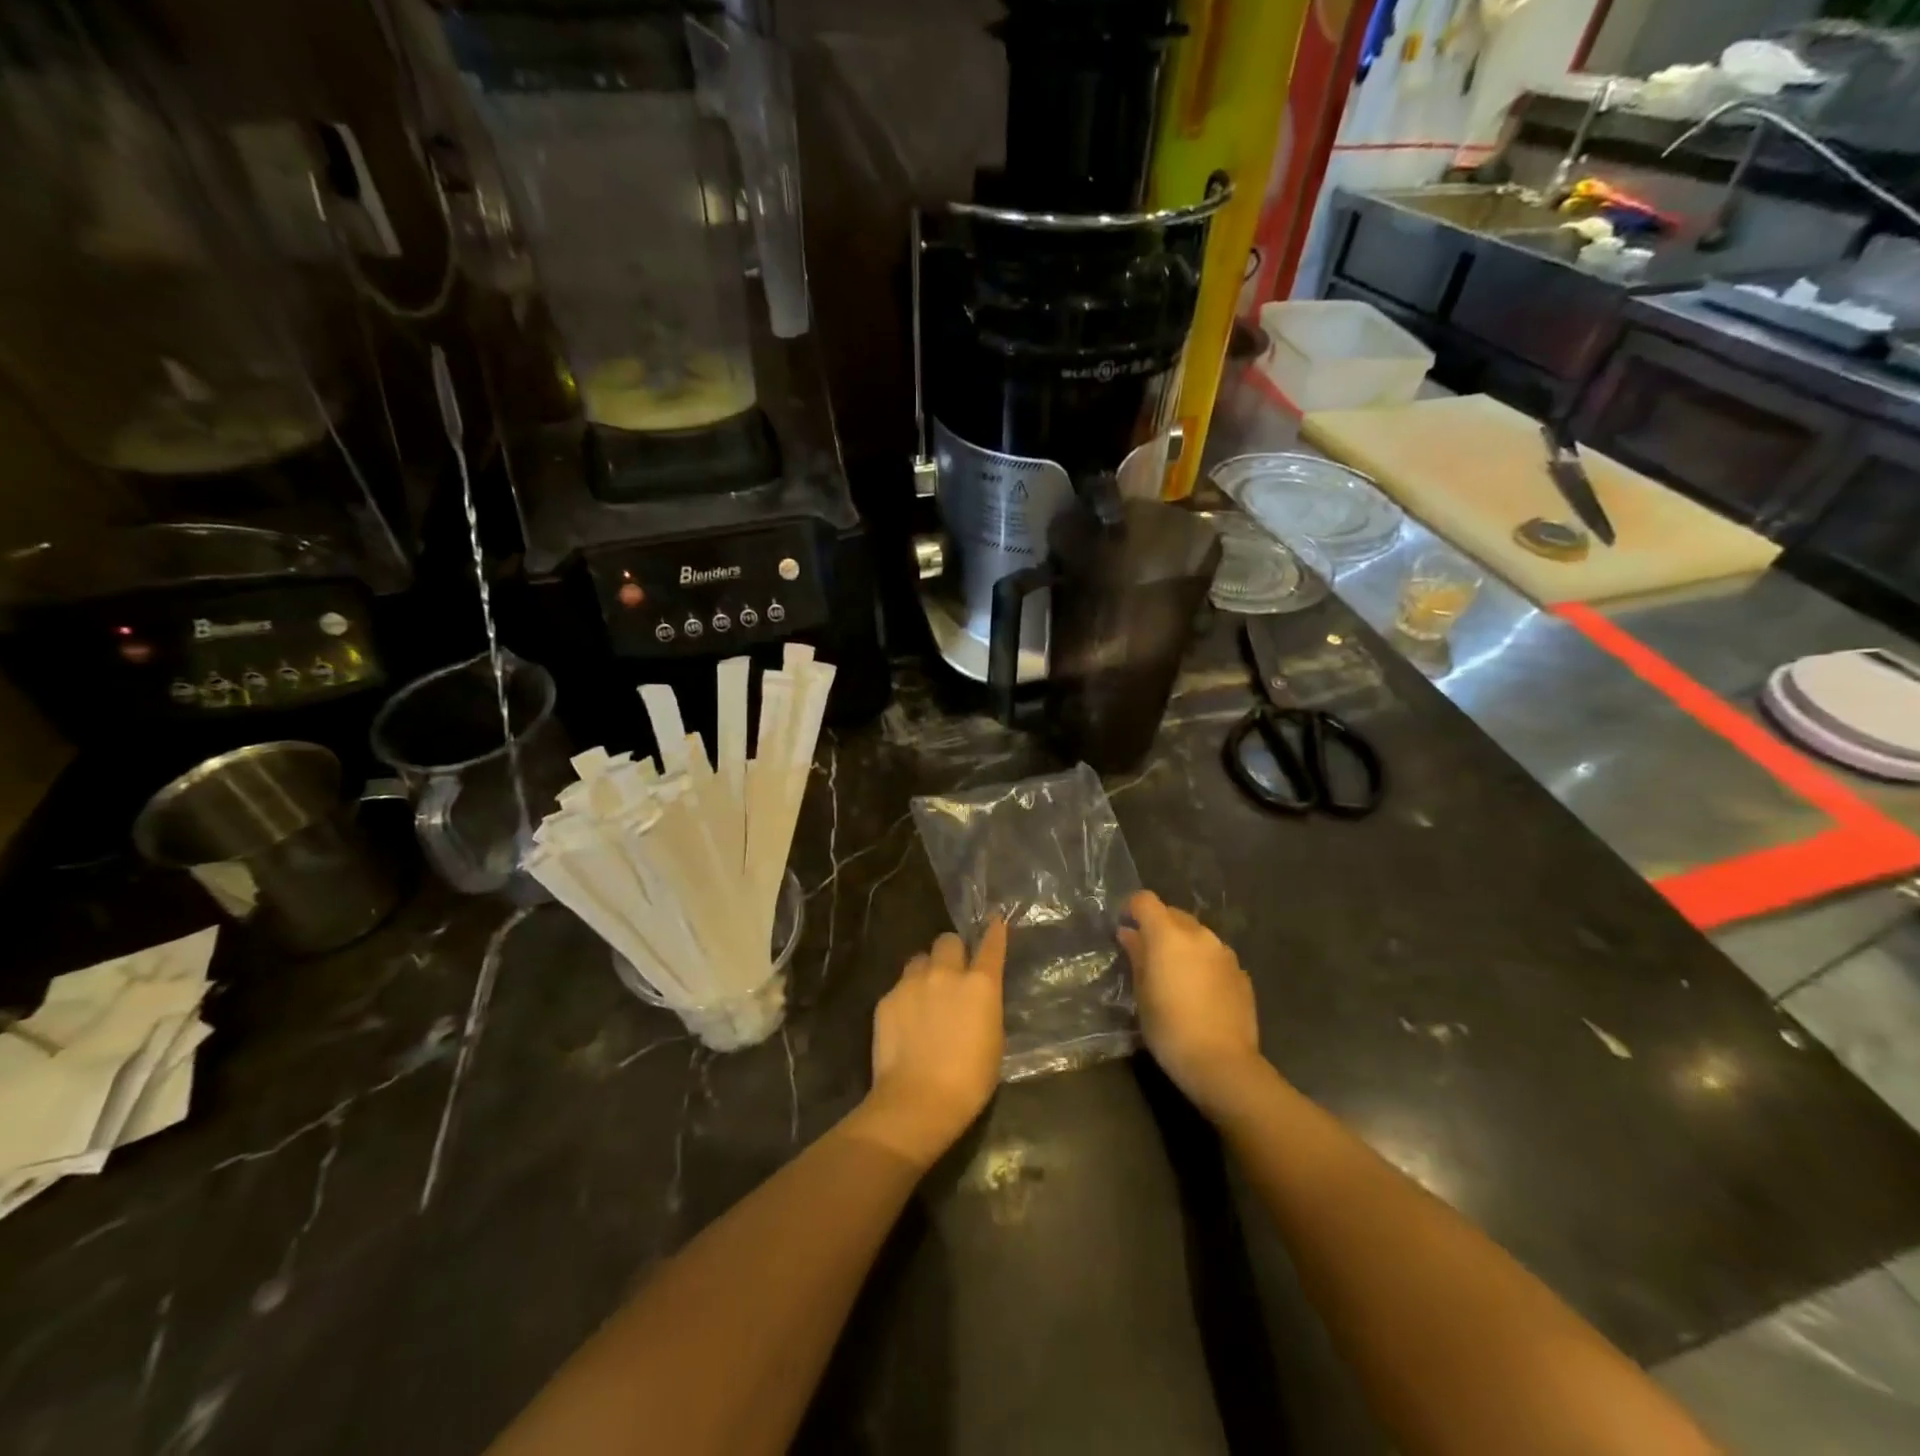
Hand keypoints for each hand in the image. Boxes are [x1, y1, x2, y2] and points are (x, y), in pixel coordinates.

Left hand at [856, 920, 1006, 1167]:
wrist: (917, 1100)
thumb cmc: (969, 1081)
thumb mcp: (993, 1042)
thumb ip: (985, 1009)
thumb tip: (977, 1001)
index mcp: (980, 985)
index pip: (991, 946)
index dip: (994, 932)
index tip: (995, 920)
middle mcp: (946, 973)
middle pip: (948, 941)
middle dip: (951, 952)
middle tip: (951, 974)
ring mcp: (912, 982)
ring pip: (920, 959)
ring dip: (926, 971)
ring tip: (925, 997)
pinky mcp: (887, 998)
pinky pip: (900, 986)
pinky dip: (906, 997)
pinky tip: (906, 1022)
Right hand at [1119, 892, 1268, 1118]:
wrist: (1222, 1063)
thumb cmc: (1169, 1028)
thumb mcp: (1142, 993)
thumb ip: (1137, 955)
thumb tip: (1129, 933)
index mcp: (1169, 935)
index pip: (1146, 900)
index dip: (1132, 908)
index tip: (1125, 927)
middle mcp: (1199, 935)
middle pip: (1174, 914)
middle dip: (1158, 926)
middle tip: (1147, 954)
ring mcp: (1224, 953)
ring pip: (1197, 935)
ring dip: (1183, 945)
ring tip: (1175, 974)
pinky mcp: (1241, 973)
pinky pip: (1215, 956)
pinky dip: (1203, 963)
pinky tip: (1199, 992)